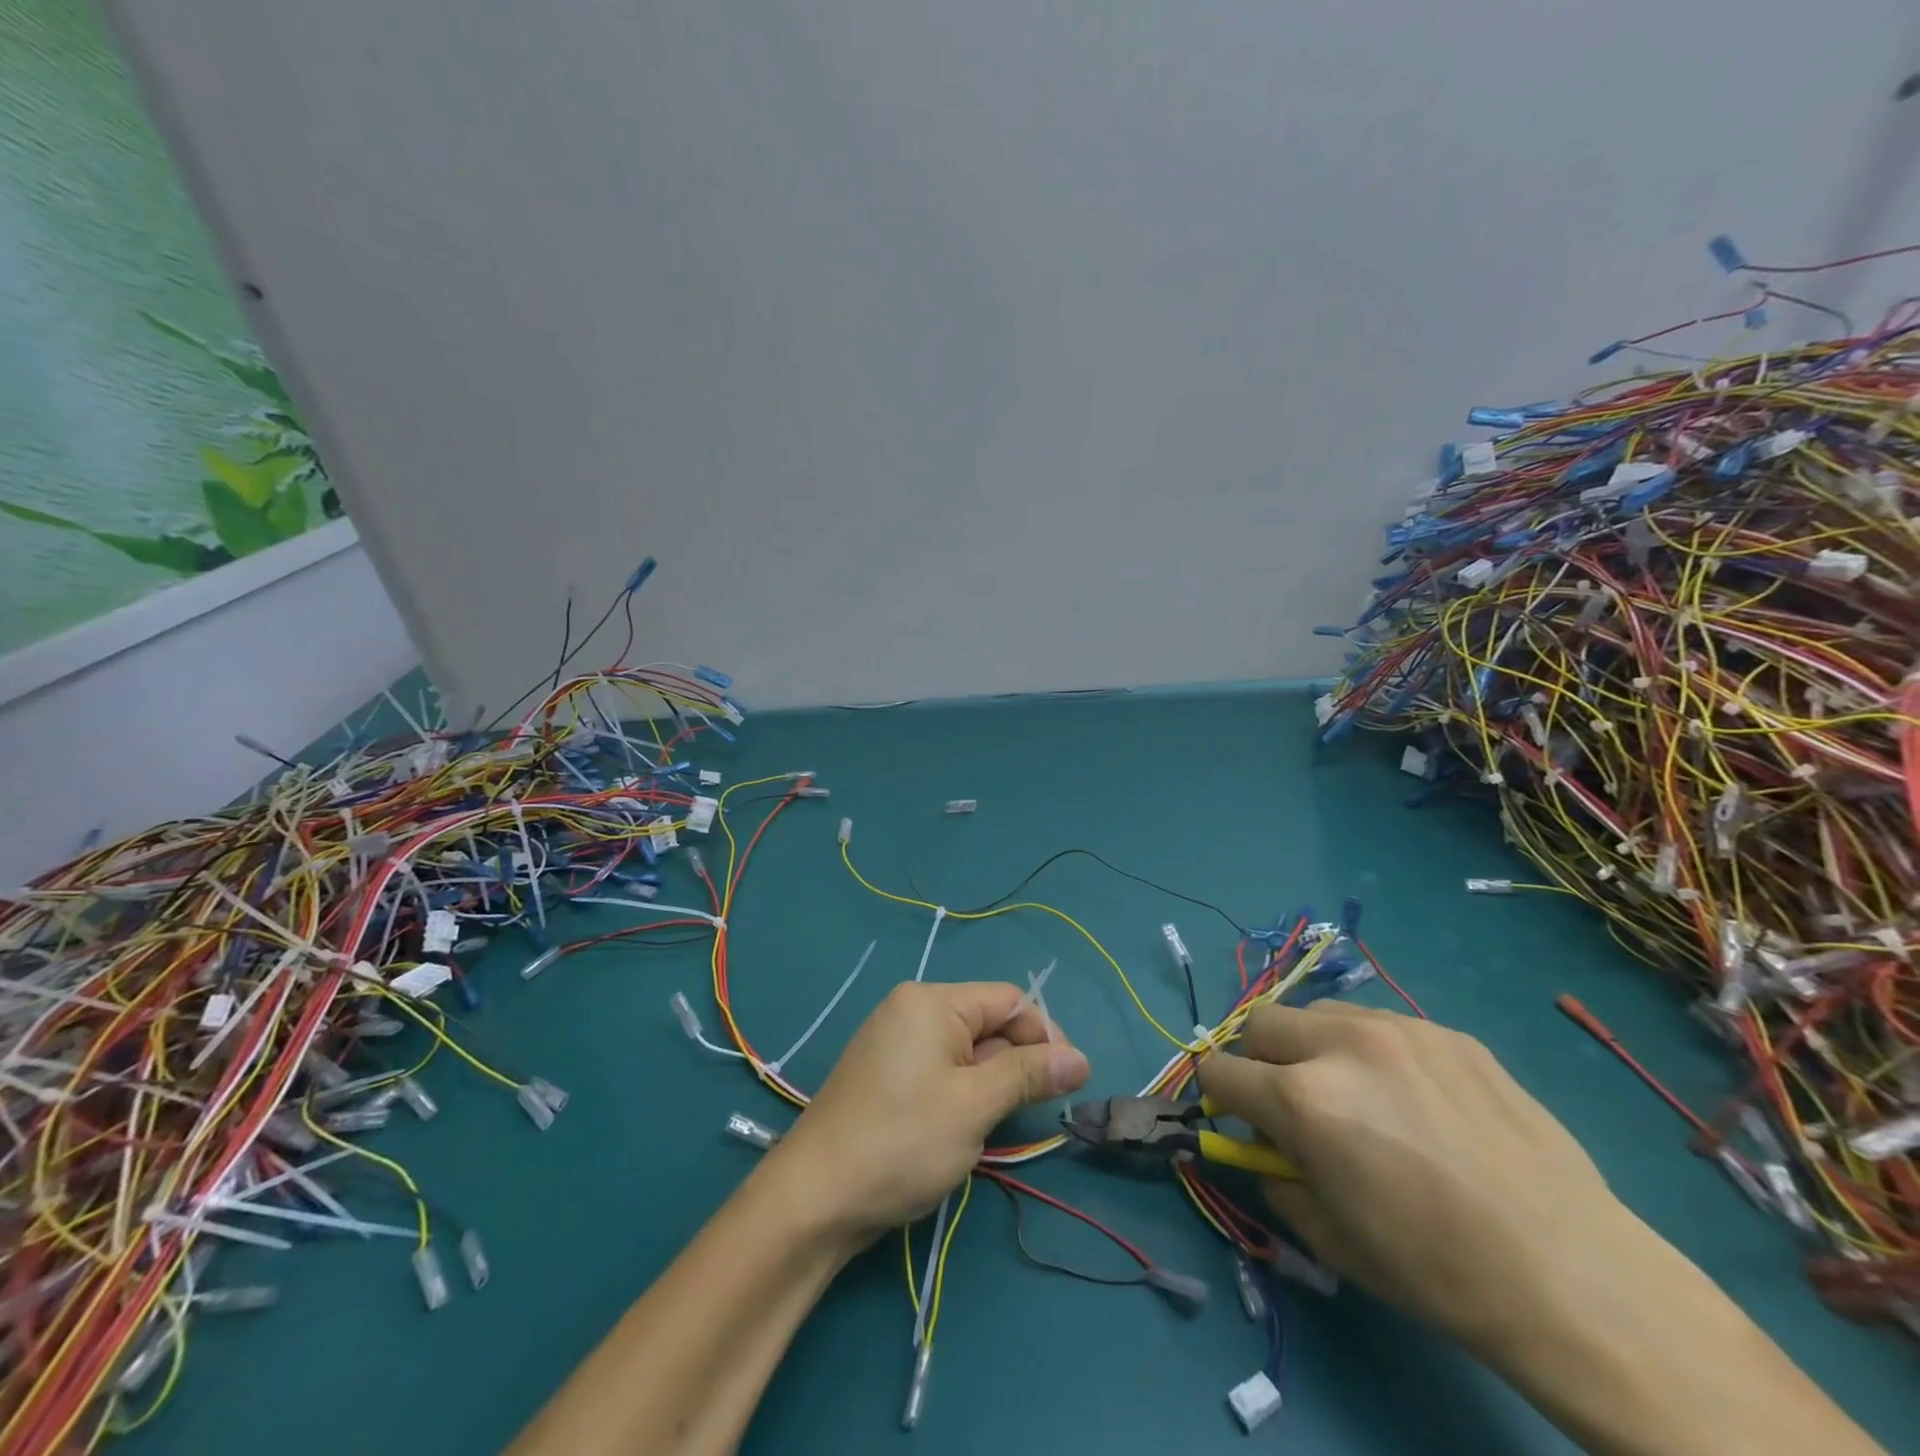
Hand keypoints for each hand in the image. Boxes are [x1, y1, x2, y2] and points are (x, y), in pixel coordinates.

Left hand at [763, 981, 1089, 1244]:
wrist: (814, 1198)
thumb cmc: (902, 1142)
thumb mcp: (975, 1106)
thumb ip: (1028, 1075)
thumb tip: (1080, 1058)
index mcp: (932, 1001)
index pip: (1007, 1000)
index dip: (1044, 1035)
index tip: (1069, 1081)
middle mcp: (912, 1010)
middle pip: (986, 1024)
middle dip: (1014, 1065)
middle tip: (1027, 1115)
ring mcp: (894, 1043)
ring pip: (965, 1053)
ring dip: (988, 1086)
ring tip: (987, 1129)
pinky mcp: (885, 1075)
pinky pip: (940, 1071)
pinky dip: (961, 1096)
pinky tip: (957, 1132)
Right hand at [1196, 1001, 1625, 1354]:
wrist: (1575, 1277)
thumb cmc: (1437, 1270)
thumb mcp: (1330, 1238)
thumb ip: (1274, 1177)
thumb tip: (1260, 1146)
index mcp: (1303, 1099)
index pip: (1220, 1069)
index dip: (1219, 1095)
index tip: (1237, 1115)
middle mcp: (1340, 1046)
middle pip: (1261, 1022)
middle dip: (1261, 1060)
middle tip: (1294, 1102)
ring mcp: (1399, 1030)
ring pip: (1320, 1013)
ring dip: (1315, 1046)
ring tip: (1358, 1093)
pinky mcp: (1448, 1032)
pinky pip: (1383, 1026)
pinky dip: (1374, 1052)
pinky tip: (1419, 1101)